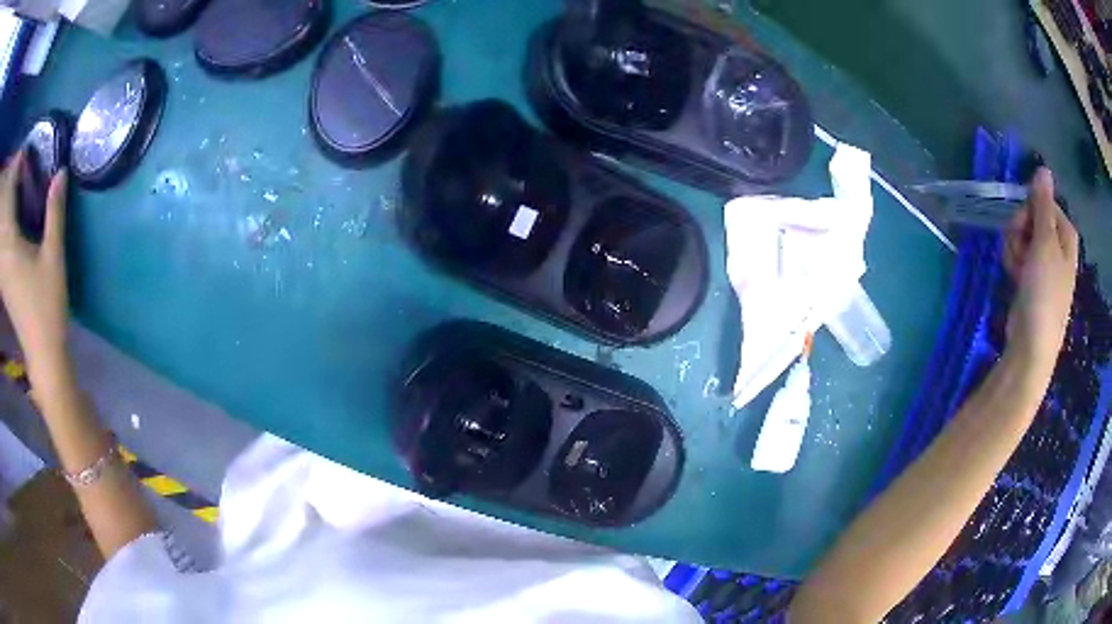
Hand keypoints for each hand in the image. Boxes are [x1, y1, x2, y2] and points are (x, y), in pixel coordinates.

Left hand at [0, 151, 70, 375]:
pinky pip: (0, 249)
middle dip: (8, 191)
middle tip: (17, 168)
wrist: (41, 353)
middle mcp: (3, 256)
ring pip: (0, 235)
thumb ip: (55, 213)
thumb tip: (61, 172)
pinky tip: (6, 224)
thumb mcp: (54, 257)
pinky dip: (2, 232)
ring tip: (11, 192)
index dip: (15, 173)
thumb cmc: (47, 305)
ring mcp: (2, 272)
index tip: (23, 156)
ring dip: (4, 212)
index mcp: (11, 245)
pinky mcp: (3, 282)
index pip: (9, 201)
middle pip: (3, 218)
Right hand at [1003, 168, 1078, 368]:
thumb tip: (1044, 169)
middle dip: (1020, 228)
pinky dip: (1013, 261)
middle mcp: (1058, 247)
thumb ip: (1043, 204)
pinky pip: (1019, 255)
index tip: (1024, 221)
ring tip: (1016, 267)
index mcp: (1066, 236)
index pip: (1045, 202)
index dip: (1031, 208)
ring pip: (1023, 236)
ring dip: (1014, 246)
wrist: (1032, 345)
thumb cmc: (1043, 292)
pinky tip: (1013, 275)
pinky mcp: (1031, 278)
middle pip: (1033, 217)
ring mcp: (1045, 264)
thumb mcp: (1044, 243)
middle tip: (1019, 245)